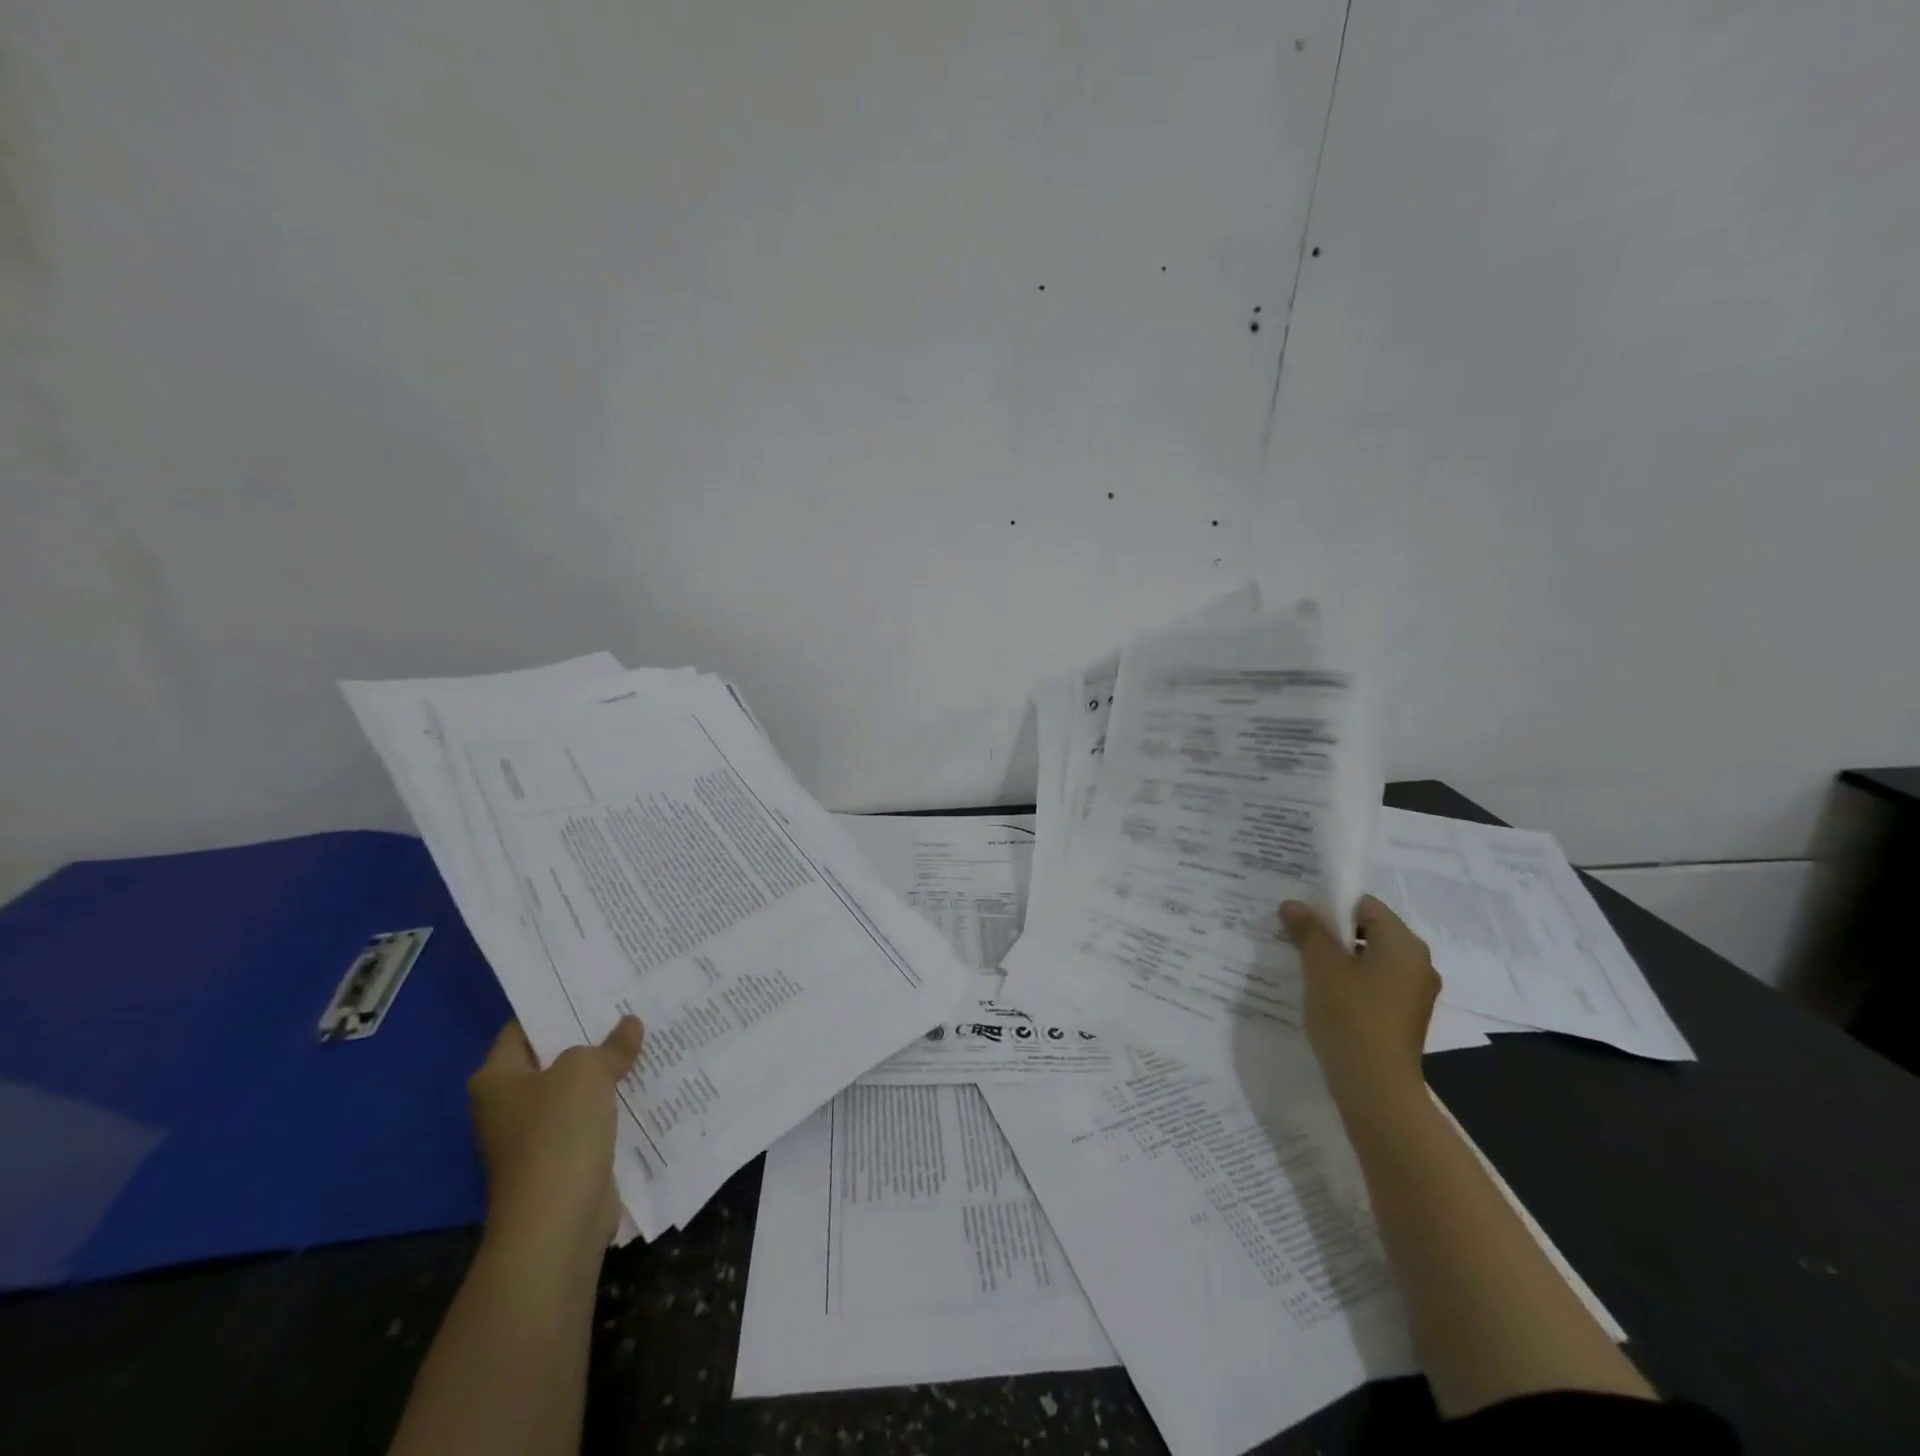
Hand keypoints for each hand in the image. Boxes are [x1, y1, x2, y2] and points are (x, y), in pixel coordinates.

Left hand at [467, 1017, 643, 1259]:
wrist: (558, 1220)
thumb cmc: (558, 1133)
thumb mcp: (586, 1071)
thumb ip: (610, 1044)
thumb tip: (629, 1026)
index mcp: (496, 1078)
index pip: (523, 1028)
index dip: (556, 1005)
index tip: (594, 986)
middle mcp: (508, 1105)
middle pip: (552, 1058)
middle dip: (589, 1036)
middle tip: (629, 1006)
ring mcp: (534, 1136)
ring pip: (575, 1090)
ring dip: (606, 1071)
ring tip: (645, 1038)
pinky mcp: (562, 1160)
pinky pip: (591, 1119)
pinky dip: (613, 1104)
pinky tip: (646, 1083)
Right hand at [1280, 896, 1438, 1107]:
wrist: (1375, 1088)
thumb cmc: (1351, 1016)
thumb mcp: (1321, 967)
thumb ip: (1308, 930)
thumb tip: (1292, 903)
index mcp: (1404, 944)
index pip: (1365, 905)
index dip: (1330, 905)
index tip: (1299, 915)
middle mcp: (1418, 963)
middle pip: (1369, 930)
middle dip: (1332, 931)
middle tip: (1295, 936)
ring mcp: (1414, 992)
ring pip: (1370, 959)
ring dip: (1338, 958)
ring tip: (1303, 963)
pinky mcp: (1404, 1016)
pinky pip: (1374, 983)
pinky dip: (1350, 981)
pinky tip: (1322, 992)